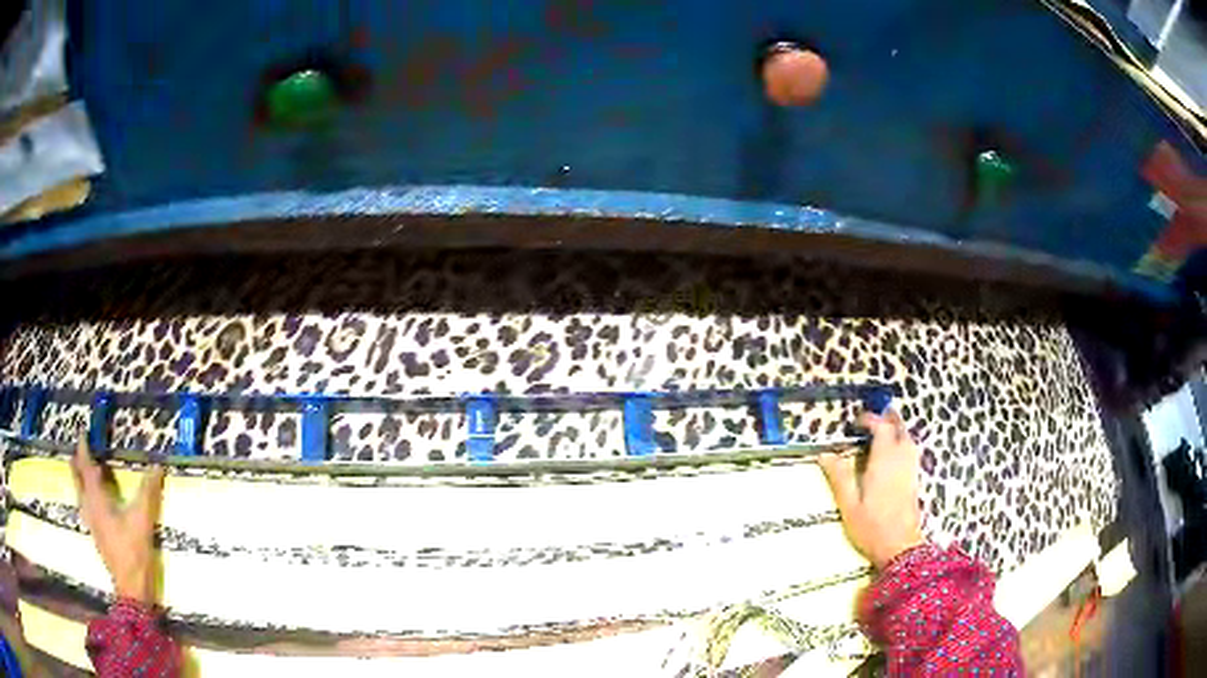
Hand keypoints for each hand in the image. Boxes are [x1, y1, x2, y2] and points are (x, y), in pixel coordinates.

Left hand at [70, 434, 165, 603]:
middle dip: (77, 465)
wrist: (131, 589)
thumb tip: (157, 466)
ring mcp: (93, 525)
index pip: (86, 468)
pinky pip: (87, 509)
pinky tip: (94, 505)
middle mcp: (90, 508)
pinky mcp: (98, 537)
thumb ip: (148, 492)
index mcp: (96, 500)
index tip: (82, 434)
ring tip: (83, 474)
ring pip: (81, 496)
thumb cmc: (133, 552)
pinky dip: (87, 498)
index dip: (84, 450)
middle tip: (79, 452)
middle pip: (78, 481)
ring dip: (80, 482)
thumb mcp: (143, 520)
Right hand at [818, 410, 924, 567]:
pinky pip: (911, 451)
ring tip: (884, 430)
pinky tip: (894, 453)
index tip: (855, 422)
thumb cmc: (871, 527)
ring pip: (908, 439)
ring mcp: (910, 469)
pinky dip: (903, 442)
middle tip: (873, 419)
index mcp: (884, 461)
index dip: (870, 420)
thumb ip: (839, 477)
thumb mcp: (849, 504)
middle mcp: (901, 459)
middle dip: (888, 419)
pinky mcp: (914, 480)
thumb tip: (824, 454)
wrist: (900, 547)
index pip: (881, 428)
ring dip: (897, 429)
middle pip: (899, 429)